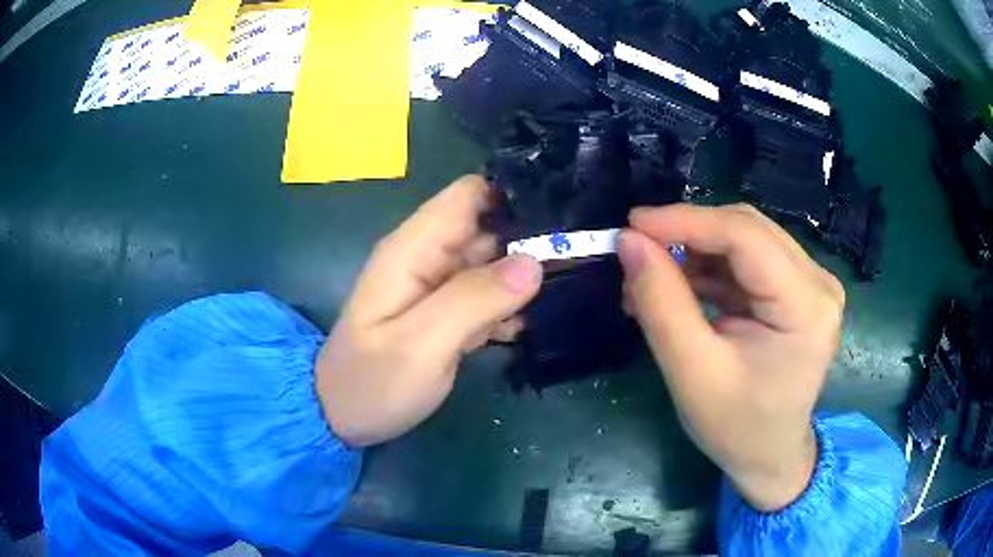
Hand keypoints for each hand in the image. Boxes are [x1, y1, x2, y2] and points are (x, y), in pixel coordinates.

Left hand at [315, 176, 542, 446]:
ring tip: (569, 288)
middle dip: (531, 237)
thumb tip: (534, 262)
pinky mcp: (445, 312)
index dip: (513, 197)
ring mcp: (437, 285)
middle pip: (488, 226)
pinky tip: (531, 324)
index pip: (469, 194)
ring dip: (526, 273)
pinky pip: (486, 294)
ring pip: (493, 261)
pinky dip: (510, 304)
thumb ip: (475, 300)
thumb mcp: (421, 344)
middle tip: (578, 259)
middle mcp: (427, 256)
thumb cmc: (372, 382)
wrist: (341, 416)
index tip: (560, 217)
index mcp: (414, 248)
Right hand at [617, 204, 844, 510]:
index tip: (631, 225)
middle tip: (637, 253)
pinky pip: (746, 260)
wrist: (770, 455)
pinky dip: (707, 267)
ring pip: (744, 240)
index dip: (685, 221)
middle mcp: (818, 282)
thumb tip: (629, 242)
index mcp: (807, 305)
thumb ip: (661, 303)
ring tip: (649, 279)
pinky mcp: (796, 289)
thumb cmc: (737, 427)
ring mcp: (811, 283)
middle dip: (687, 234)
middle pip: (747, 230)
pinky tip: (676, 286)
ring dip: (693, 251)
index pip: (746, 236)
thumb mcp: (692, 373)